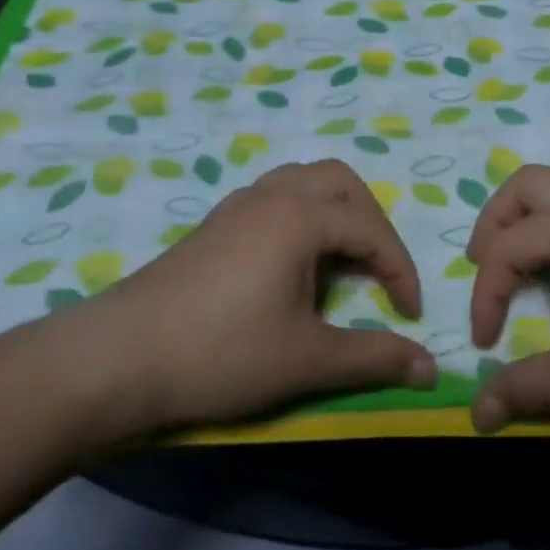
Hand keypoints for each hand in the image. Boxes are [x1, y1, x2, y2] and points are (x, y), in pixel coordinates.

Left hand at [41, 160, 436, 446]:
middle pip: (340, 182)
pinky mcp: (214, 223)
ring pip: (304, 181)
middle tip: (379, 270)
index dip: (400, 270)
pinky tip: (292, 262)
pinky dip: (301, 215)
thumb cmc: (221, 353)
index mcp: (300, 216)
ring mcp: (238, 204)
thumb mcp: (306, 359)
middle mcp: (272, 195)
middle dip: (371, 222)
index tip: (410, 315)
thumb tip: (430, 368)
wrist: (118, 358)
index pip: (371, 229)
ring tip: (341, 259)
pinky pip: (275, 196)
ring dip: (335, 211)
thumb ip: (373, 358)